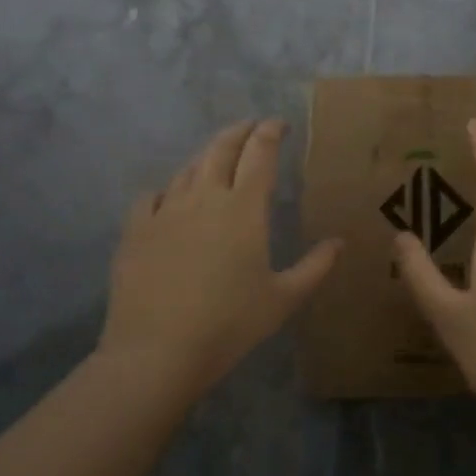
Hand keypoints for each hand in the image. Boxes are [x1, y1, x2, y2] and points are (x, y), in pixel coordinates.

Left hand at [101, 119, 340, 405]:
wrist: (157, 352)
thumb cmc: (230, 324)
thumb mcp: (284, 298)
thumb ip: (315, 266)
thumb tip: (339, 242)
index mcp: (244, 208)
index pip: (260, 153)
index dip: (270, 132)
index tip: (279, 123)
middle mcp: (204, 197)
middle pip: (221, 148)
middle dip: (240, 131)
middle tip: (252, 127)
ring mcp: (165, 210)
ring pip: (188, 168)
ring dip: (207, 156)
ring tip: (217, 158)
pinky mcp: (136, 229)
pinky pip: (152, 195)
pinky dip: (167, 189)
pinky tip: (170, 198)